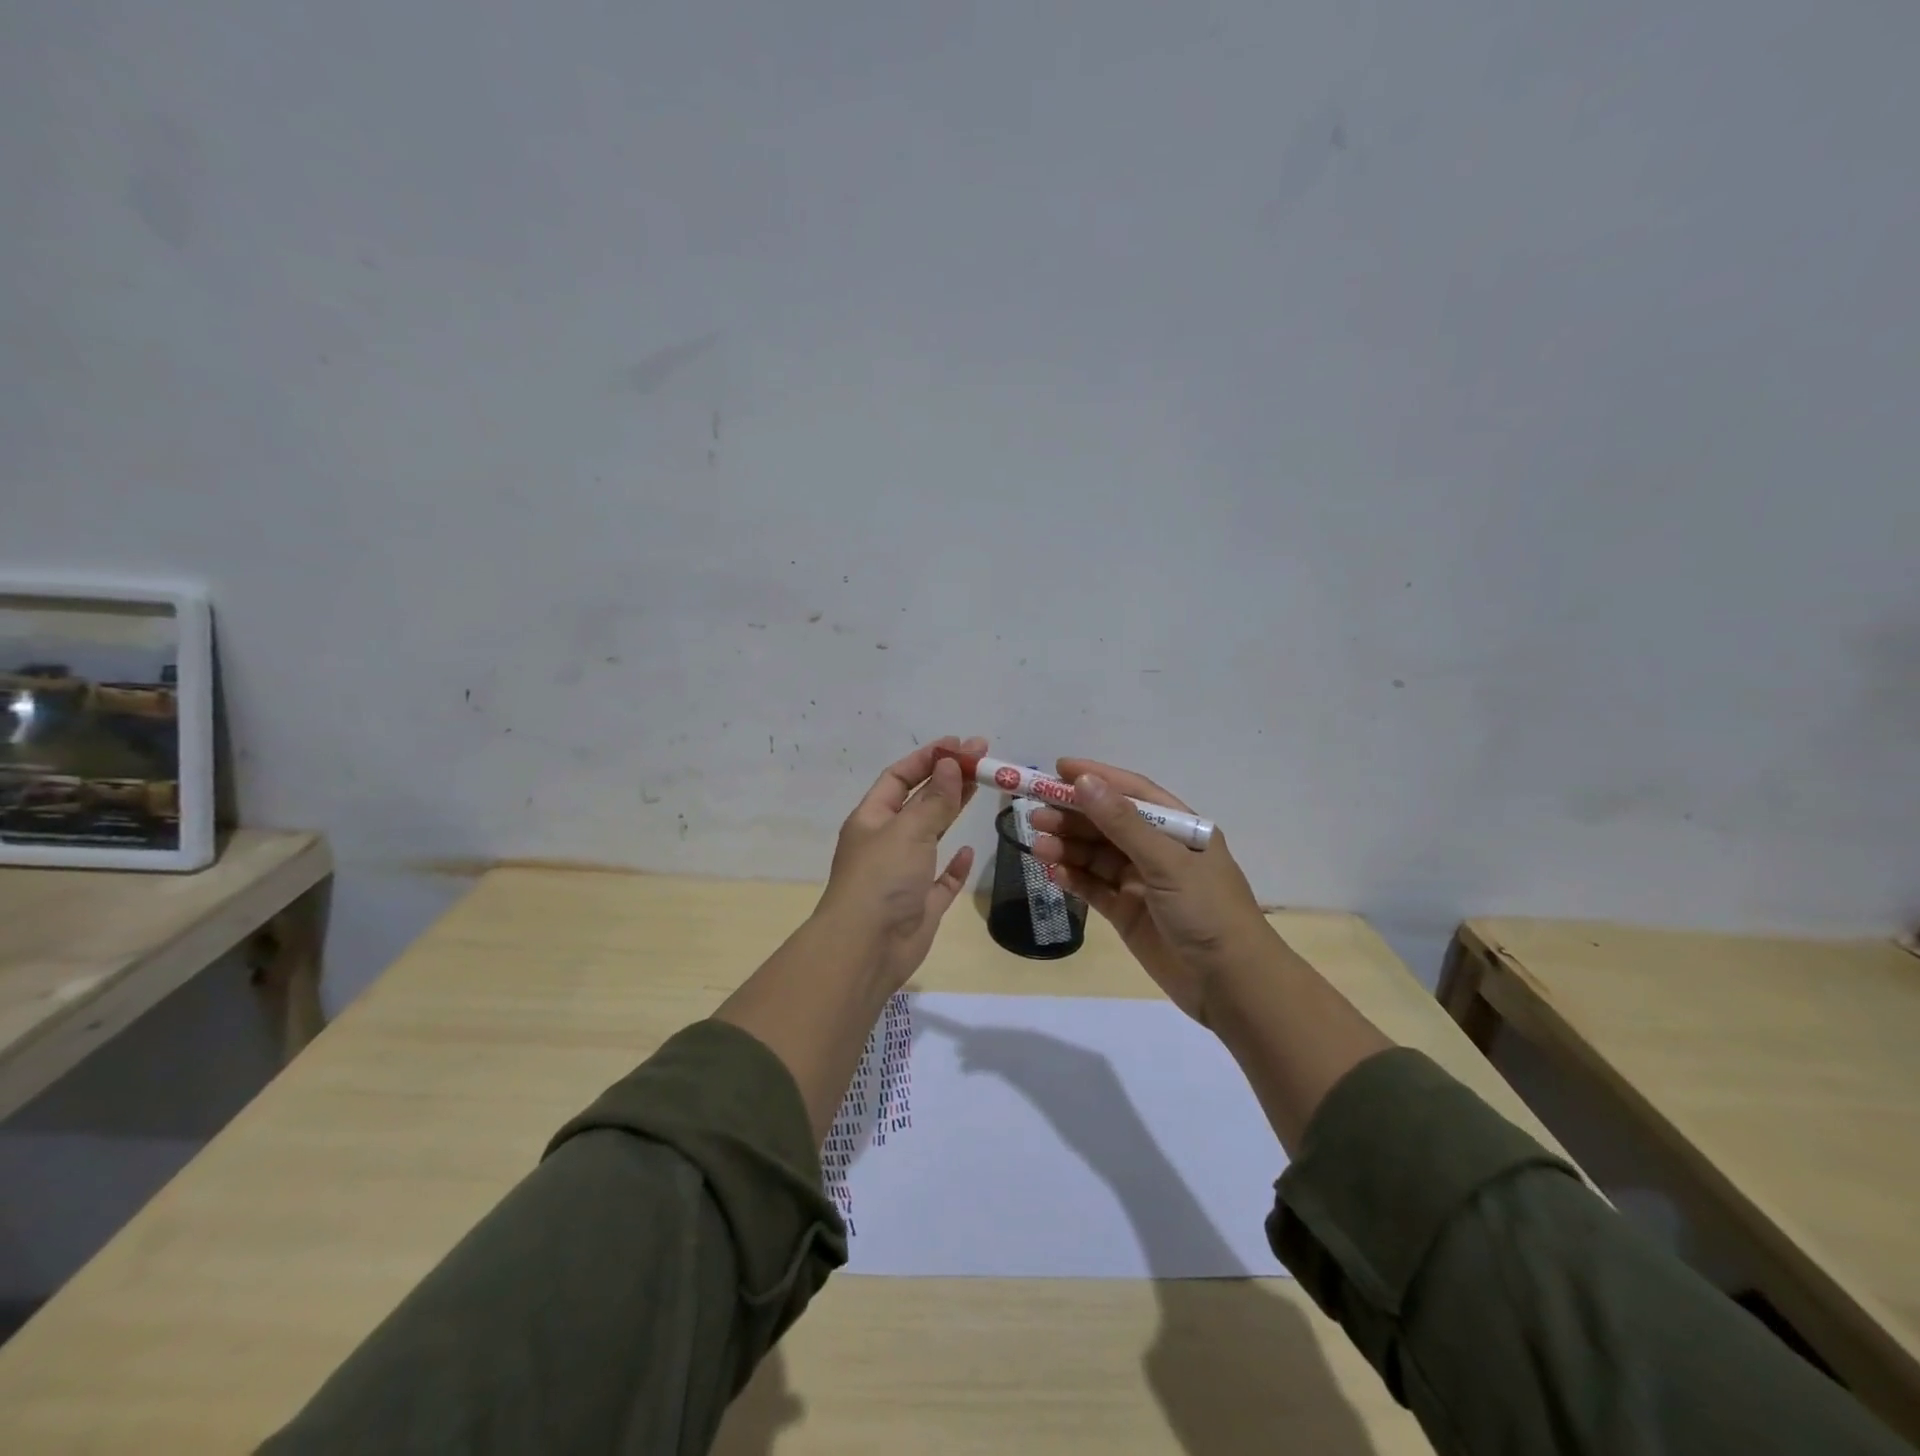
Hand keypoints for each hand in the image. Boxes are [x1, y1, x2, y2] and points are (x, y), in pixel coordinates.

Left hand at [814, 735, 985, 989]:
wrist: (866, 949)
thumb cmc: (881, 879)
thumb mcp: (908, 831)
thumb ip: (934, 799)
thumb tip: (951, 763)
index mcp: (872, 818)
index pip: (899, 777)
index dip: (928, 758)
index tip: (960, 744)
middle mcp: (886, 841)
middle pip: (919, 801)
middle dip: (947, 778)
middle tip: (982, 759)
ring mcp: (904, 873)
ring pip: (931, 834)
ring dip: (952, 811)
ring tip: (980, 787)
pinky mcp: (921, 903)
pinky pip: (941, 878)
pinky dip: (955, 864)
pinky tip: (969, 850)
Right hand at [1029, 759, 1271, 1025]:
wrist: (1231, 985)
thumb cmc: (1207, 911)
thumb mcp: (1166, 861)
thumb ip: (1122, 823)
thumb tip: (1084, 781)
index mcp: (1179, 829)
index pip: (1132, 792)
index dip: (1097, 778)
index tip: (1058, 769)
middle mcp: (1159, 850)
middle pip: (1108, 824)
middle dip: (1073, 816)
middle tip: (1035, 815)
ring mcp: (1142, 882)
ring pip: (1096, 856)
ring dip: (1068, 847)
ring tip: (1037, 845)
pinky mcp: (1128, 913)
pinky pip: (1095, 887)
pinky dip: (1074, 878)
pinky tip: (1053, 872)